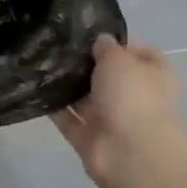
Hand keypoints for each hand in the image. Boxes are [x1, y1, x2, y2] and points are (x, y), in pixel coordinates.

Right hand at [51, 34, 186, 187]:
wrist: (132, 154)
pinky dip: (54, 107)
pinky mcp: (89, 139)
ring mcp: (111, 120)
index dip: (115, 43)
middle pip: (107, 76)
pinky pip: (68, 119)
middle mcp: (134, 97)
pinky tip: (34, 87)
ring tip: (39, 60)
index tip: (88, 33)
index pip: (136, 52)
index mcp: (153, 75)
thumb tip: (100, 42)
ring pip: (85, 98)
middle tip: (56, 44)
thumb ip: (106, 48)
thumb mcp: (119, 59)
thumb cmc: (133, 96)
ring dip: (66, 84)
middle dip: (85, 63)